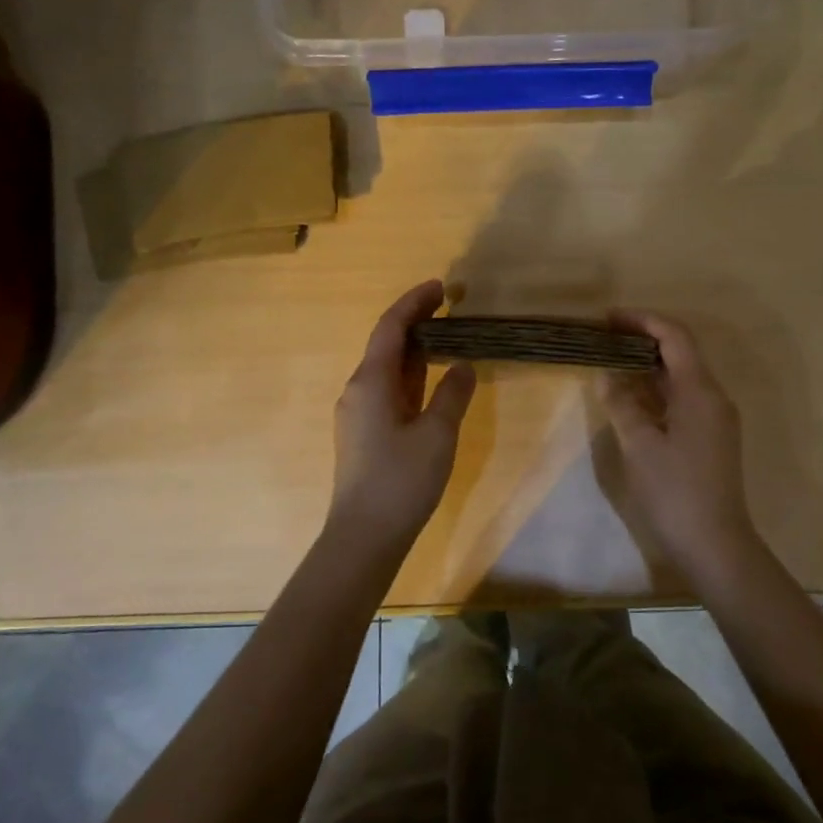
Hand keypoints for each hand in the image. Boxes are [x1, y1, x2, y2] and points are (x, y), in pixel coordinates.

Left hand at [328, 280, 476, 549]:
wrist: (364, 535)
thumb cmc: (401, 481)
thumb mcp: (437, 434)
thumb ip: (452, 394)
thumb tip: (464, 366)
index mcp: (370, 382)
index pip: (390, 328)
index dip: (414, 303)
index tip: (440, 287)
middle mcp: (358, 390)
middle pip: (386, 344)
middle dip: (415, 322)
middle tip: (449, 308)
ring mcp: (358, 413)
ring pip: (387, 369)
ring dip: (413, 350)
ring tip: (446, 337)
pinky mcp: (364, 433)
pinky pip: (388, 390)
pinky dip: (410, 376)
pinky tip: (430, 381)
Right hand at [601, 312, 766, 579]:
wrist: (715, 545)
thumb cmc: (675, 492)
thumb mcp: (640, 446)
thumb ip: (622, 404)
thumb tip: (607, 375)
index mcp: (700, 391)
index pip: (674, 337)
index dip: (642, 321)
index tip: (607, 318)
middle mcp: (713, 397)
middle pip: (680, 352)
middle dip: (642, 339)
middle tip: (603, 337)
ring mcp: (714, 418)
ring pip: (680, 377)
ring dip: (647, 365)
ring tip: (610, 360)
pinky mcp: (709, 437)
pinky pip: (681, 399)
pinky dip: (655, 389)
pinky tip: (630, 396)